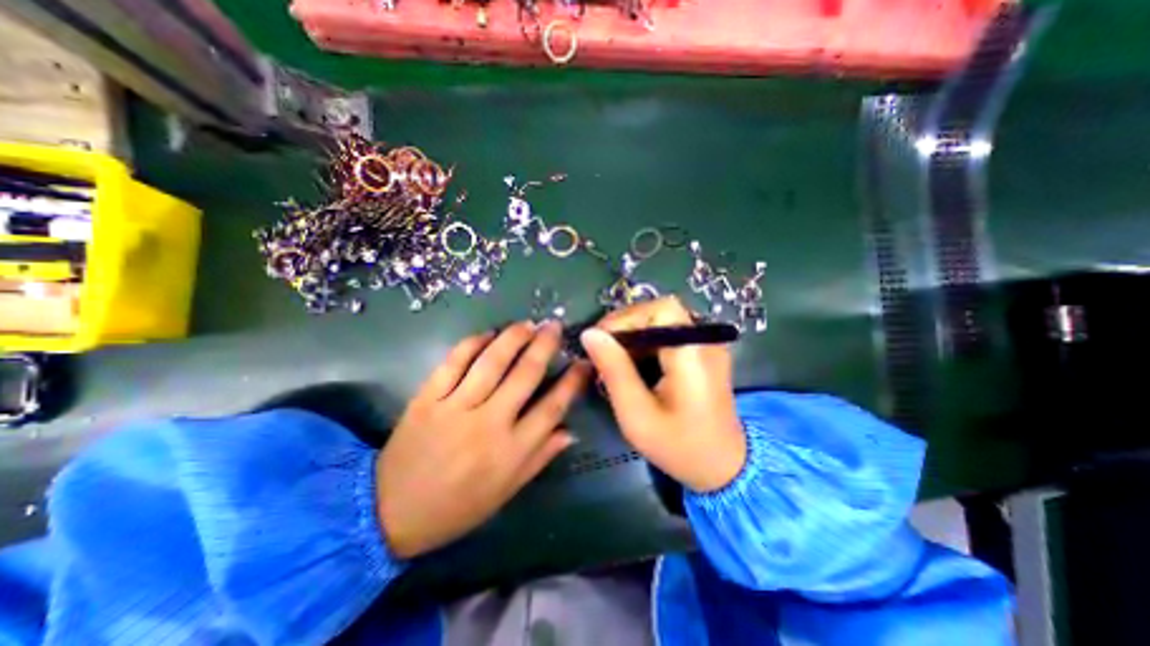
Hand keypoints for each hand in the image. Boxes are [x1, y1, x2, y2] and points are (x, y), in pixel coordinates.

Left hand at [380, 320, 593, 556]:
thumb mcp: (506, 492)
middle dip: (544, 346)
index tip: (583, 362)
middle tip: (554, 326)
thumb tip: (570, 431)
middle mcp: (488, 424)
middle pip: (525, 375)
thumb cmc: (456, 507)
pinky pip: (453, 363)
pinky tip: (488, 334)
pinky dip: (472, 344)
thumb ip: (539, 458)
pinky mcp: (427, 399)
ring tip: (527, 324)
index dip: (572, 382)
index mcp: (511, 451)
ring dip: (513, 338)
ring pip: (491, 363)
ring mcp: (455, 408)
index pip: (552, 408)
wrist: (390, 514)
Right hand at [586, 297, 747, 493]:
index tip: (600, 340)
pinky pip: (669, 334)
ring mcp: (706, 346)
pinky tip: (634, 365)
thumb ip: (614, 370)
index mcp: (693, 354)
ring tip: (614, 361)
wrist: (723, 467)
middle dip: (626, 327)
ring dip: (633, 335)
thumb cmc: (679, 447)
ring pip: (662, 321)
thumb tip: (590, 334)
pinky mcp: (702, 353)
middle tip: (602, 352)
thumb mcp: (637, 414)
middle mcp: (704, 341)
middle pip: (660, 312)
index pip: (661, 309)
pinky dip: (646, 344)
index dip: (627, 317)